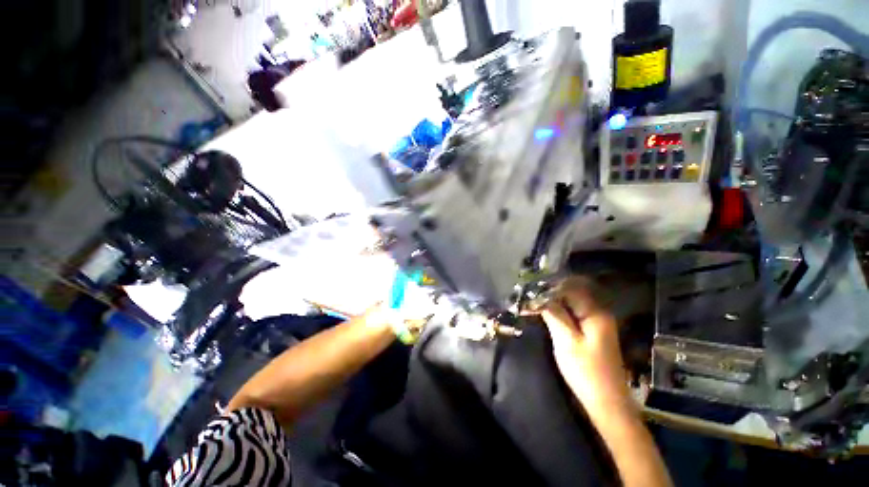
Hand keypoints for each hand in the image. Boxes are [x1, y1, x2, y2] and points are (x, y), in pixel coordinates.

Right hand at [540, 278, 631, 418]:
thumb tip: (539, 295)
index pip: (570, 288)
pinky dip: (559, 311)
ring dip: (554, 302)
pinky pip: (573, 313)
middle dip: (551, 293)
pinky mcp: (592, 332)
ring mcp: (596, 322)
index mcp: (596, 313)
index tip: (531, 289)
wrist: (606, 402)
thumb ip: (554, 315)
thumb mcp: (566, 341)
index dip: (549, 287)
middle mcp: (598, 313)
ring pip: (571, 303)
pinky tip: (547, 314)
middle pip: (572, 293)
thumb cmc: (586, 372)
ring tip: (534, 303)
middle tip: (530, 296)